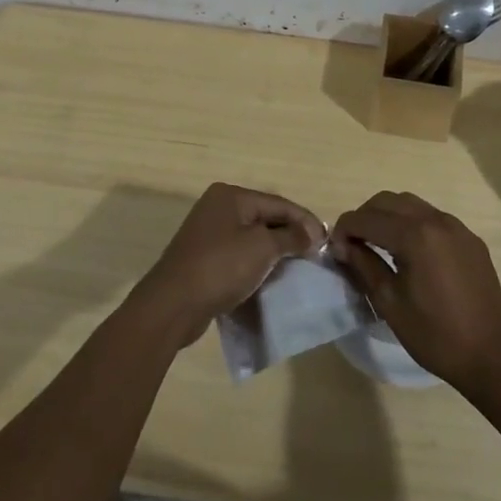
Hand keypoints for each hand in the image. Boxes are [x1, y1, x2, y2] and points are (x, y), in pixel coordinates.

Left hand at [133, 182, 324, 346]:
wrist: (173, 304)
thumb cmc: (221, 266)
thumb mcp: (262, 248)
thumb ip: (290, 238)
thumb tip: (311, 233)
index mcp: (230, 196)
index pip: (278, 202)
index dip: (304, 220)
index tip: (327, 241)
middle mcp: (218, 208)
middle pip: (265, 218)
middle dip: (290, 235)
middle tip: (315, 254)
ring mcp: (208, 233)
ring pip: (252, 238)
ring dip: (274, 252)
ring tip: (298, 268)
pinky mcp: (204, 259)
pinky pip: (239, 256)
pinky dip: (257, 265)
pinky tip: (271, 279)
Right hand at [330, 191, 500, 393]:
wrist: (491, 358)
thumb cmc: (435, 335)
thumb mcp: (390, 303)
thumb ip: (364, 265)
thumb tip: (342, 245)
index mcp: (415, 236)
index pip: (367, 218)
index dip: (345, 229)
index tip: (334, 247)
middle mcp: (436, 220)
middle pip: (388, 201)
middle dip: (365, 216)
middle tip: (353, 243)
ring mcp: (457, 227)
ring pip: (411, 204)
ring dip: (388, 216)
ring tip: (378, 244)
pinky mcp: (470, 239)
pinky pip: (433, 218)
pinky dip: (413, 224)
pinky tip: (409, 251)